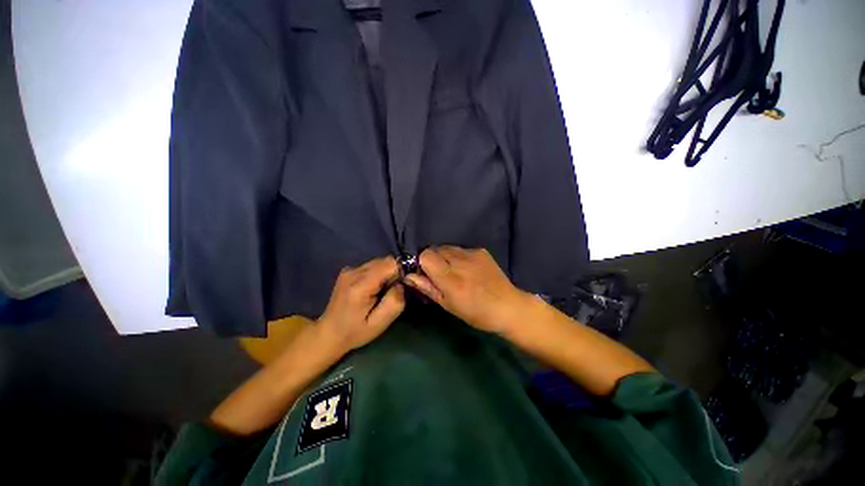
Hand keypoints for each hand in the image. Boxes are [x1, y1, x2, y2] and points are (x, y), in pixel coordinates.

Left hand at [317, 256, 404, 352]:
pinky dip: (377, 274)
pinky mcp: (348, 270)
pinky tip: (371, 289)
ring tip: (379, 292)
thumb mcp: (379, 324)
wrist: (329, 333)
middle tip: (388, 293)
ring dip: (385, 274)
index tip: (398, 288)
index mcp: (360, 286)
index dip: (399, 273)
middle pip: (385, 261)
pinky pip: (371, 266)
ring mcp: (349, 269)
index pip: (390, 264)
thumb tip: (401, 284)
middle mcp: (353, 272)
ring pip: (379, 262)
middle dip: (393, 274)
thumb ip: (394, 302)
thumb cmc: (355, 331)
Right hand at [405, 246, 529, 333]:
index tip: (425, 274)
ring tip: (454, 271)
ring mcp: (472, 254)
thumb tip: (408, 275)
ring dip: (445, 257)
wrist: (508, 307)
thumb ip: (428, 287)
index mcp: (450, 279)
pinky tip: (467, 269)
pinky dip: (458, 257)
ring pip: (448, 247)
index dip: (422, 263)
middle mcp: (460, 261)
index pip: (426, 255)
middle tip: (440, 274)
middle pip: (435, 249)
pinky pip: (461, 249)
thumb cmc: (476, 313)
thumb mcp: (448, 305)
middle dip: (432, 259)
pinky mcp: (481, 251)